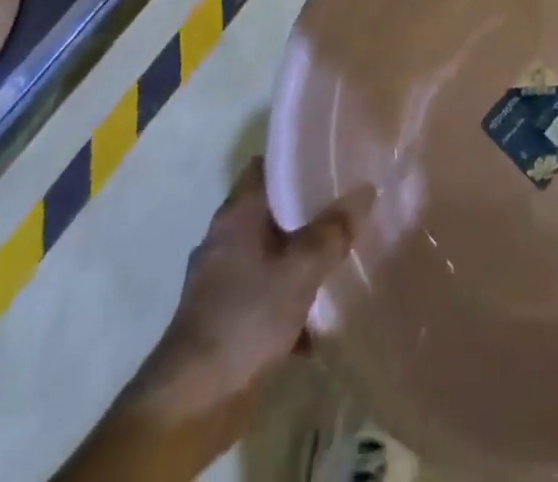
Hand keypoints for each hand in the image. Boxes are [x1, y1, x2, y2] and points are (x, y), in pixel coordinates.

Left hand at [56, 164, 363, 481]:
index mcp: (237, 214)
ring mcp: (222, 281)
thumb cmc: (245, 317)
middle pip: (273, 209)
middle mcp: (225, 239)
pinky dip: (290, 297)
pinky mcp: (226, 319)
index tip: (332, 154)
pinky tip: (321, 312)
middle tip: (349, 200)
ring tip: (344, 251)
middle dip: (309, 207)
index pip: (267, 165)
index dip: (298, 156)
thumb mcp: (301, 269)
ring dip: (301, 256)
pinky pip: (266, 293)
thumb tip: (366, 189)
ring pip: (272, 253)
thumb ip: (334, 230)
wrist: (191, 404)